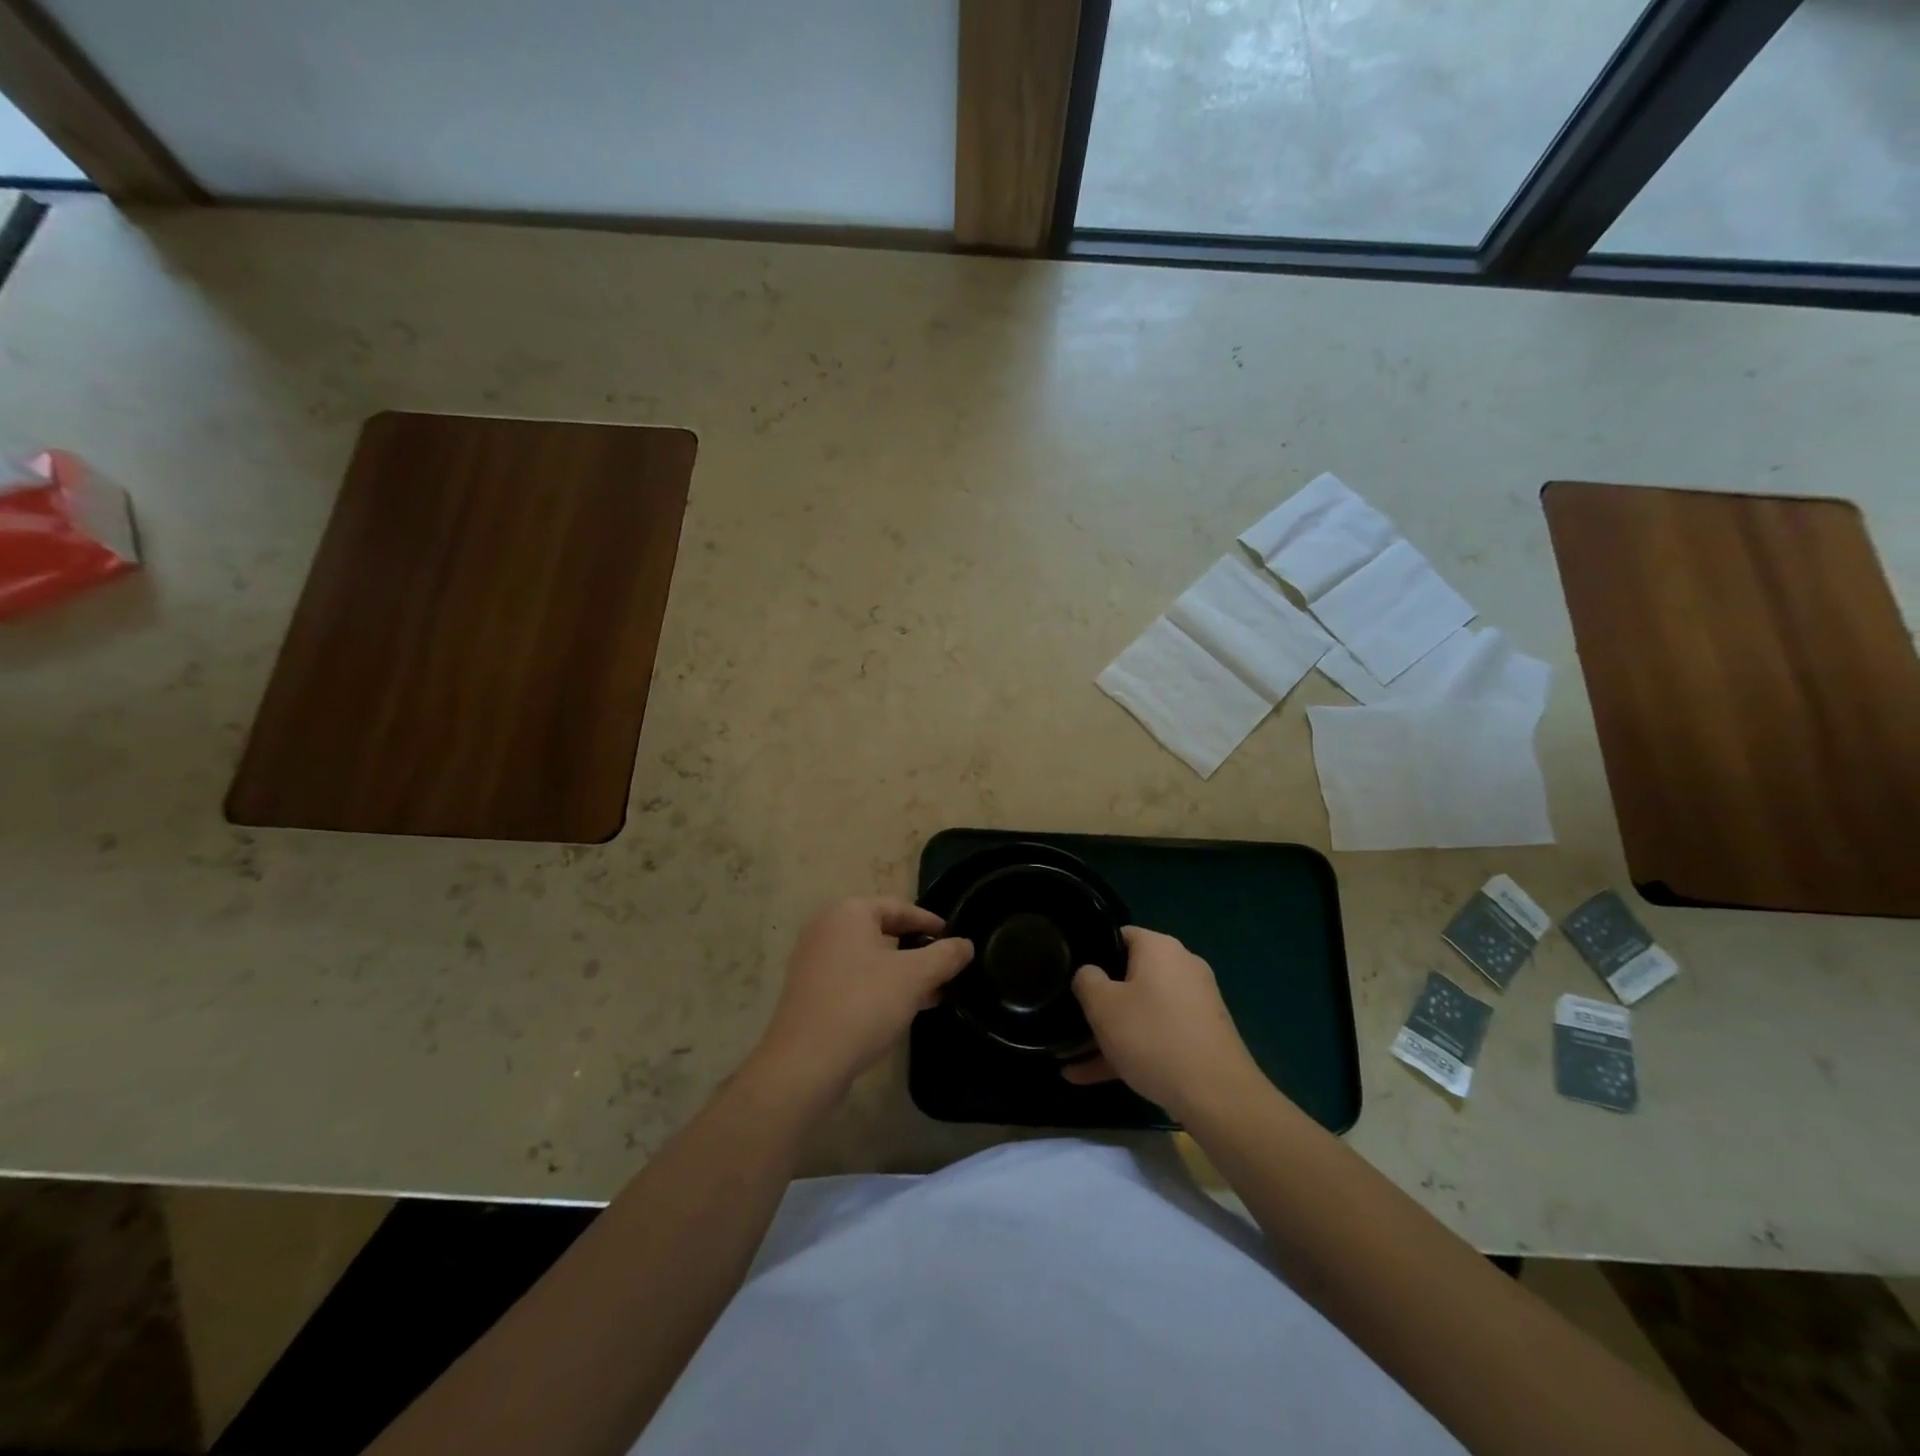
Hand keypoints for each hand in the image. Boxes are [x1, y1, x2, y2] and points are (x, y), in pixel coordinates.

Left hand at [751, 898, 972, 1107]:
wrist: (805, 1062)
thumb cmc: (863, 1004)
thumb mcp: (914, 977)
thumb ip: (944, 956)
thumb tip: (965, 944)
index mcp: (848, 912)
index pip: (899, 907)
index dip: (930, 923)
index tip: (954, 940)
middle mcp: (826, 928)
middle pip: (883, 932)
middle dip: (917, 952)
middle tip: (945, 971)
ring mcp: (813, 961)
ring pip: (869, 959)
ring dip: (900, 974)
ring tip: (932, 995)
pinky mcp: (809, 992)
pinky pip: (853, 979)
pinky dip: (878, 988)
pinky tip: (901, 1011)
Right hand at [1063, 926, 1263, 1117]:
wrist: (1218, 1096)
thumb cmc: (1153, 1037)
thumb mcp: (1103, 1006)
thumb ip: (1087, 980)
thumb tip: (1089, 974)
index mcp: (1160, 948)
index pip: (1119, 936)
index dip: (1092, 952)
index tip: (1071, 974)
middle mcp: (1182, 967)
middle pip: (1129, 976)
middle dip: (1099, 1001)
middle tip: (1071, 1019)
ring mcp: (1195, 1004)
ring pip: (1141, 1012)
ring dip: (1109, 1033)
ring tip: (1072, 1060)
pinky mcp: (1201, 1036)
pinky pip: (1156, 1035)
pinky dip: (1130, 1050)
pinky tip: (1092, 1077)